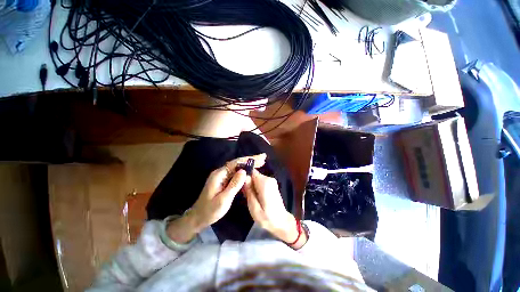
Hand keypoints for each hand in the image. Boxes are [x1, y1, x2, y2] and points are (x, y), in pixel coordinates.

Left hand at [189, 154, 266, 230]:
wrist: (198, 217)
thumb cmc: (210, 210)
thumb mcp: (223, 199)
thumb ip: (234, 185)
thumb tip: (244, 171)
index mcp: (219, 174)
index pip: (236, 163)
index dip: (249, 159)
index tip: (260, 158)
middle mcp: (221, 172)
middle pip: (237, 163)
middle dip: (250, 160)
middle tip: (263, 158)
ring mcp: (222, 176)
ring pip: (237, 167)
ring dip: (248, 164)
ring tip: (260, 162)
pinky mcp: (224, 181)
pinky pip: (236, 173)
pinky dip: (245, 171)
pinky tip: (251, 171)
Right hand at [243, 169, 305, 247]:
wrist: (282, 222)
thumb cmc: (267, 218)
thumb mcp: (254, 207)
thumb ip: (249, 191)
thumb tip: (244, 177)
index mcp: (264, 183)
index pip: (251, 171)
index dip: (244, 175)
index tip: (239, 184)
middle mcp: (269, 178)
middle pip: (253, 175)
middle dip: (247, 182)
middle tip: (244, 194)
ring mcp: (271, 181)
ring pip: (256, 178)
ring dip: (251, 186)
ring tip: (249, 197)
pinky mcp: (271, 184)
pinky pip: (260, 182)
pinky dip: (256, 187)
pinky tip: (255, 197)